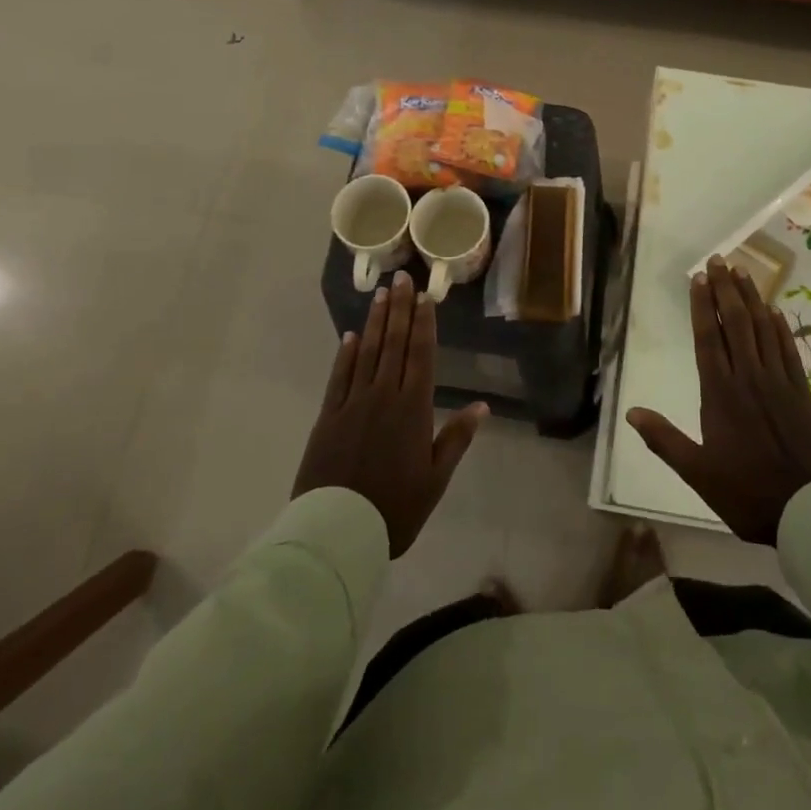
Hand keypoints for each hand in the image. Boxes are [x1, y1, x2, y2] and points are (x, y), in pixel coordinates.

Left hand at [293, 272, 486, 556]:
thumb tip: (482, 406)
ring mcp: (353, 403)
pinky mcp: (328, 416)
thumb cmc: (396, 507)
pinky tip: (350, 336)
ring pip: (367, 353)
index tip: (424, 296)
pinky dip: (346, 354)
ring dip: (375, 322)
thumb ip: (456, 438)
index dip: (423, 323)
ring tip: (380, 295)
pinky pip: (339, 376)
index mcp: (413, 408)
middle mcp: (384, 395)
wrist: (338, 530)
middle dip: (399, 309)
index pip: (420, 355)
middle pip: (393, 344)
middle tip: (401, 279)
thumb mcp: (436, 478)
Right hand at [628, 258, 810, 544]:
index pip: (708, 338)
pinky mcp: (802, 392)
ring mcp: (778, 382)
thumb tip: (631, 413)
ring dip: (751, 298)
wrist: (809, 510)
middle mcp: (748, 378)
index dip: (701, 305)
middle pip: (735, 323)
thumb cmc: (747, 493)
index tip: (699, 278)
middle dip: (725, 289)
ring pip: (762, 329)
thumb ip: (664, 440)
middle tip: (719, 260)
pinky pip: (788, 349)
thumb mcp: (697, 472)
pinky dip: (779, 326)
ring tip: (743, 272)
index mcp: (720, 393)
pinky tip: (774, 311)